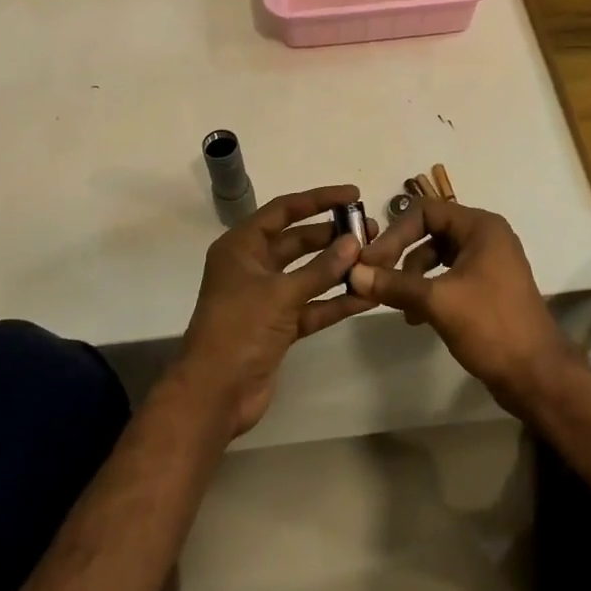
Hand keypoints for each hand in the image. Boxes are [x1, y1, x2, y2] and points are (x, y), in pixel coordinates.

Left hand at [177, 185, 377, 437]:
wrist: (215, 395)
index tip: (354, 195)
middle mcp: (253, 266)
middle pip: (298, 241)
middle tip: (370, 232)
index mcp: (241, 246)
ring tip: (375, 259)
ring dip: (338, 268)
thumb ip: (320, 269)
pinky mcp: (278, 326)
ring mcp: (266, 297)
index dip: (318, 199)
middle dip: (333, 236)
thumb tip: (354, 242)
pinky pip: (312, 305)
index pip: (284, 210)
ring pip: (308, 274)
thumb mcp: (280, 294)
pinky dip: (335, 301)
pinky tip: (367, 296)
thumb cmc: (239, 330)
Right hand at [348, 200, 576, 418]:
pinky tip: (417, 317)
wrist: (537, 376)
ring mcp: (489, 263)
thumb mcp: (437, 302)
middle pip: (430, 231)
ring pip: (437, 257)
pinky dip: (429, 291)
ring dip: (413, 277)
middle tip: (376, 280)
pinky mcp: (487, 288)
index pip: (425, 211)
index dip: (395, 233)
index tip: (371, 261)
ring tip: (400, 307)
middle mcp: (486, 237)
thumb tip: (353, 274)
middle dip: (402, 255)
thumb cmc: (491, 326)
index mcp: (481, 227)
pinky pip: (448, 277)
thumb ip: (394, 284)